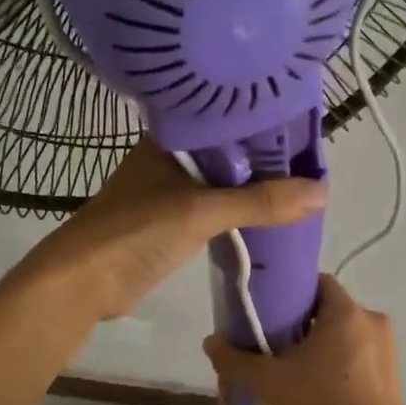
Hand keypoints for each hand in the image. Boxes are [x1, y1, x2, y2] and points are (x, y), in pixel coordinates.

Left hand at [22, 139, 326, 323]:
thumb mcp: (201, 211)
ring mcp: (165, 194)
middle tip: (310, 163)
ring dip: (250, 189)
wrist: (82, 283)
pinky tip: (265, 217)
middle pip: (225, 155)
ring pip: (218, 184)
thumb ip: (260, 202)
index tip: (302, 130)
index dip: (262, 125)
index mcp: (168, 140)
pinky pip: (211, 212)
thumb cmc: (136, 232)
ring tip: (298, 187)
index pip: (224, 121)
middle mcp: (166, 160)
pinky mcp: (167, 226)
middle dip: (263, 161)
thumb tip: (322, 192)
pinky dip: (235, 214)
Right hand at [203, 274, 405, 404]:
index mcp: (346, 312)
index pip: (317, 282)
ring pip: (344, 334)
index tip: (269, 311)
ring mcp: (387, 348)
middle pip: (329, 309)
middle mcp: (372, 321)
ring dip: (321, 346)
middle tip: (274, 344)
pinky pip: (359, 356)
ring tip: (294, 369)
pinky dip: (339, 364)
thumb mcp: (269, 383)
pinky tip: (319, 388)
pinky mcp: (393, 374)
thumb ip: (236, 360)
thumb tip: (211, 342)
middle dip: (302, 323)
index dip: (290, 292)